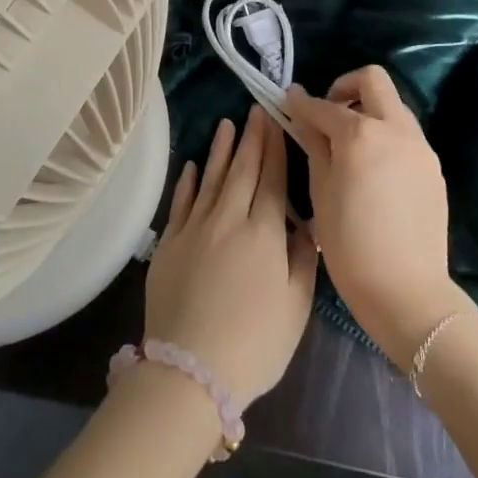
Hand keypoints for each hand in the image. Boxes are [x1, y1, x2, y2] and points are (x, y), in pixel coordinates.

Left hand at [144, 104, 318, 408]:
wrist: (190, 368)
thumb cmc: (255, 343)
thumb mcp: (297, 306)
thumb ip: (303, 258)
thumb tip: (307, 223)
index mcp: (264, 232)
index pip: (273, 179)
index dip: (275, 148)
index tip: (277, 120)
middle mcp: (229, 218)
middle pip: (243, 170)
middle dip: (252, 138)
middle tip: (255, 109)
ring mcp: (195, 227)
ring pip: (211, 178)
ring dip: (221, 150)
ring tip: (227, 125)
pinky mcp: (170, 242)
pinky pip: (181, 201)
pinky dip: (188, 181)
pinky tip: (192, 165)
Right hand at [283, 67, 472, 365]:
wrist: (408, 292)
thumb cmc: (351, 246)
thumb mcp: (320, 193)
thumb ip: (314, 145)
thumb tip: (304, 116)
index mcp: (361, 134)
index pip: (325, 106)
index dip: (302, 102)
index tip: (288, 100)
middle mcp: (395, 129)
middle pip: (373, 80)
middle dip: (345, 87)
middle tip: (328, 113)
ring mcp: (420, 147)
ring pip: (393, 105)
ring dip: (369, 110)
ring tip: (349, 143)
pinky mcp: (433, 167)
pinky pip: (406, 134)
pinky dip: (385, 134)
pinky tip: (372, 167)